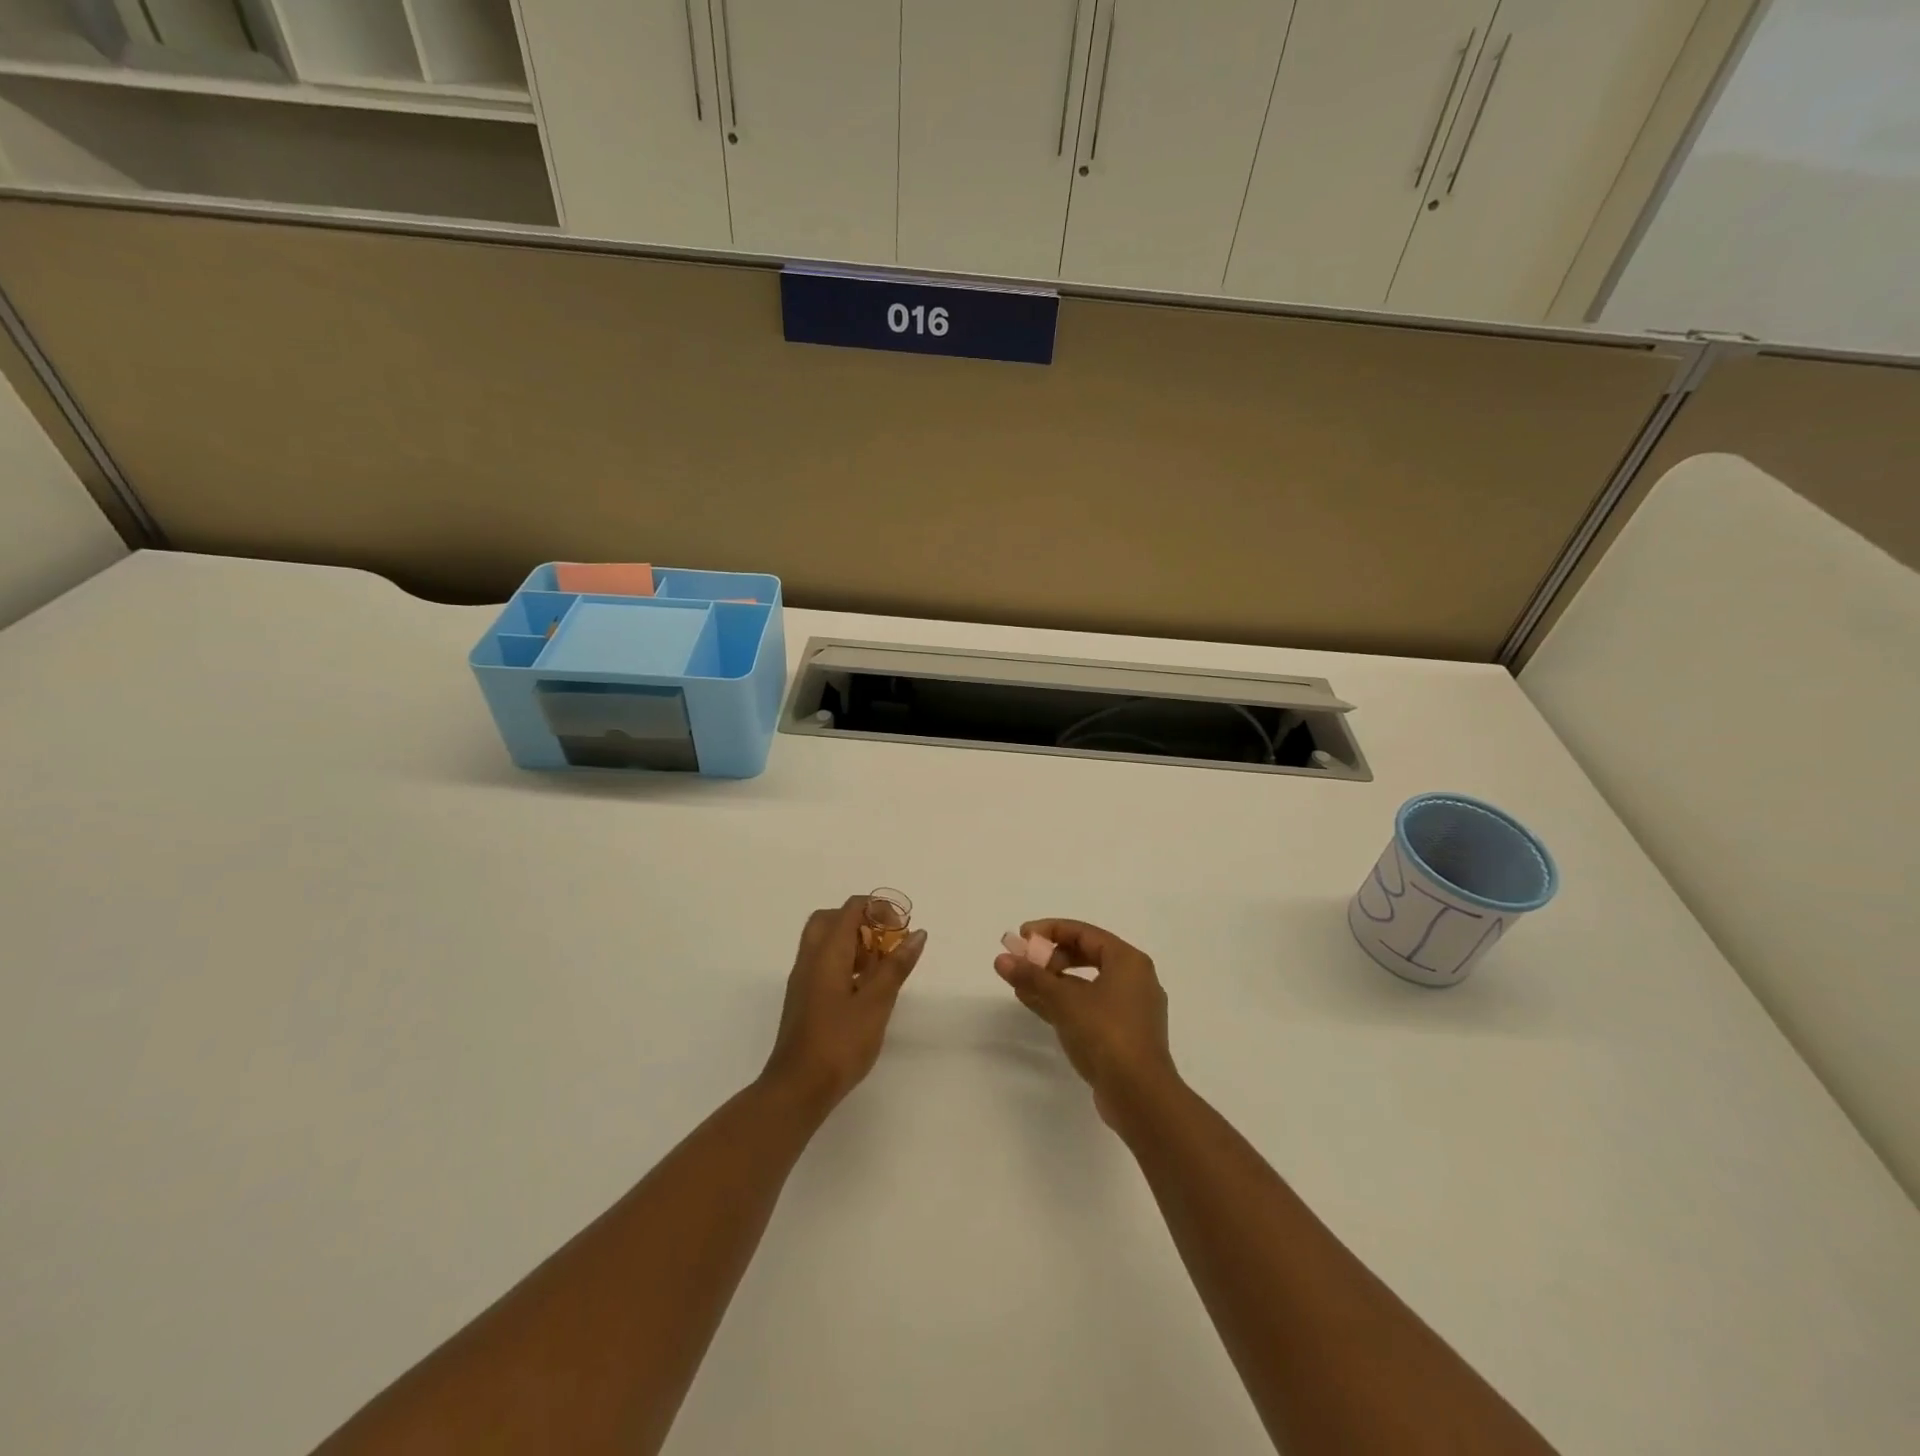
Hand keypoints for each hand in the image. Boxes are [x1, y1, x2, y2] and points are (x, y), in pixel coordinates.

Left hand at [762, 895, 926, 1113]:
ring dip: (853, 942)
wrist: (798, 1088)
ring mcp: (803, 979)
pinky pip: (822, 963)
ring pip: (825, 942)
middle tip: (886, 942)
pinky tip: (864, 988)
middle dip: (862, 921)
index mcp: (826, 952)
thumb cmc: (840, 1043)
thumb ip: (896, 966)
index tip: (902, 928)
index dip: (879, 909)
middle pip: (832, 919)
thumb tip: (917, 934)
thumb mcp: (876, 1003)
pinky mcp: (803, 998)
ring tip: (880, 966)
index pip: (850, 909)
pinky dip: (844, 961)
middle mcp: (810, 958)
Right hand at [994, 919, 1178, 1127]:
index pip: (1084, 933)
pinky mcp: (1123, 1035)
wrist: (1140, 1096)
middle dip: (1050, 958)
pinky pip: (1089, 1007)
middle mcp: (1134, 979)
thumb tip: (1002, 959)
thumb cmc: (1106, 1034)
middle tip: (1023, 962)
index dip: (1050, 931)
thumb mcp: (1064, 1000)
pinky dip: (1064, 1003)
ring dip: (1053, 982)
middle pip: (1086, 956)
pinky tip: (1035, 1004)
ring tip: (1020, 984)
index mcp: (1128, 961)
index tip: (1022, 937)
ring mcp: (1130, 1010)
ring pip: (1086, 985)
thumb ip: (1032, 977)